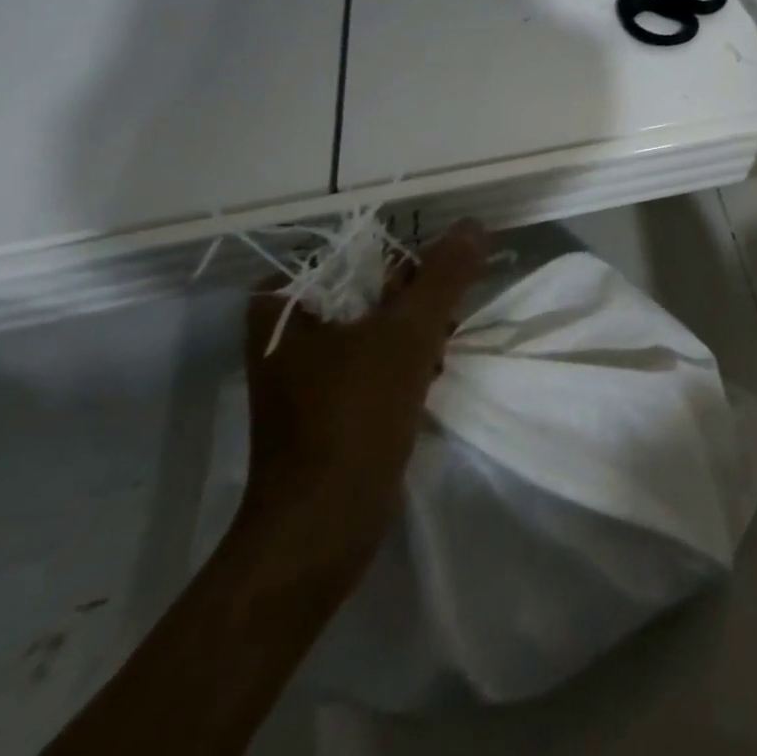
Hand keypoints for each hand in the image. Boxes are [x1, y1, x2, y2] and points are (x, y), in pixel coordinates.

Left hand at [239, 220, 488, 572]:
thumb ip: (444, 274)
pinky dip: (402, 363)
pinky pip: (371, 360)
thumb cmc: (354, 418)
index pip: (359, 252)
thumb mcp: (408, 334)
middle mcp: (285, 329)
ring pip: (374, 325)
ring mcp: (303, 369)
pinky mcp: (324, 403)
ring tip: (439, 356)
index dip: (406, 267)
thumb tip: (473, 225)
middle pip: (368, 288)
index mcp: (283, 302)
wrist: (320, 530)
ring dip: (415, 334)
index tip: (435, 294)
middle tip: (443, 326)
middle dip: (414, 304)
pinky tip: (429, 380)